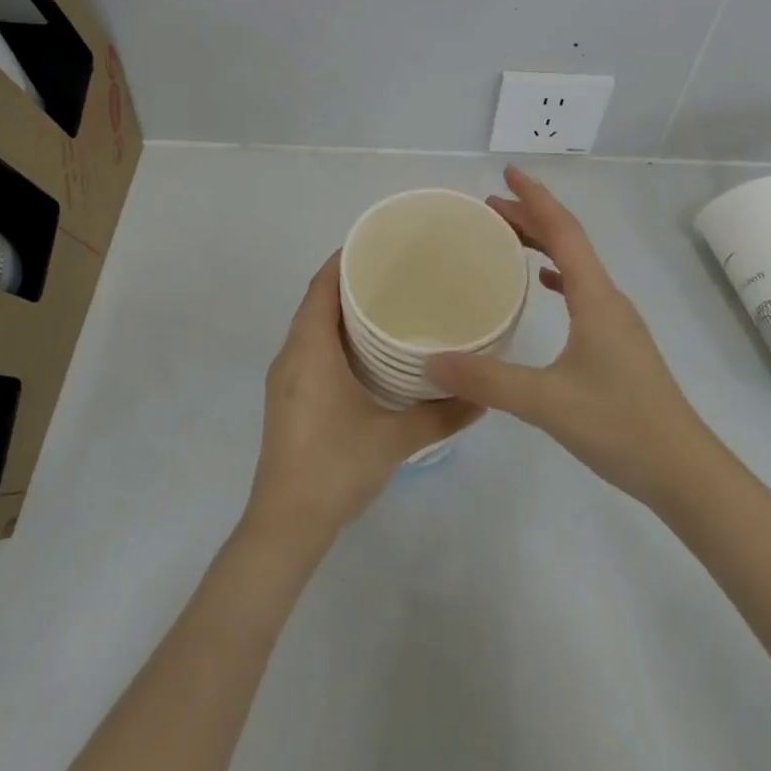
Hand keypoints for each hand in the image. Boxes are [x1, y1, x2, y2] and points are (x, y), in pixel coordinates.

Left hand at [246, 254, 482, 554]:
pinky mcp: (288, 399)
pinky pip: (310, 349)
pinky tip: (367, 351)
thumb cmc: (335, 467)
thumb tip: (485, 395)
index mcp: (309, 349)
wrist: (285, 525)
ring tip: (388, 304)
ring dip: (341, 310)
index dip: (344, 259)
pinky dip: (334, 336)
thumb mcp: (396, 438)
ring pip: (312, 327)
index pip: (321, 285)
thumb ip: (442, 413)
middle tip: (397, 272)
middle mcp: (291, 355)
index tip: (379, 245)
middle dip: (350, 281)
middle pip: (316, 301)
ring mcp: (286, 379)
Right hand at [424, 166, 714, 503]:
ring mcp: (616, 321)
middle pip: (569, 241)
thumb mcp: (546, 403)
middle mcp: (608, 299)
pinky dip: (558, 275)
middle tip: (490, 206)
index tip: (507, 173)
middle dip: (531, 216)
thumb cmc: (619, 426)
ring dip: (543, 243)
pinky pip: (582, 291)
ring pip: (576, 266)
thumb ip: (487, 381)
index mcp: (595, 297)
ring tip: (507, 237)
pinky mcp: (617, 344)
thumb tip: (431, 361)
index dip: (535, 198)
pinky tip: (542, 285)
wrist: (683, 470)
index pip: (563, 230)